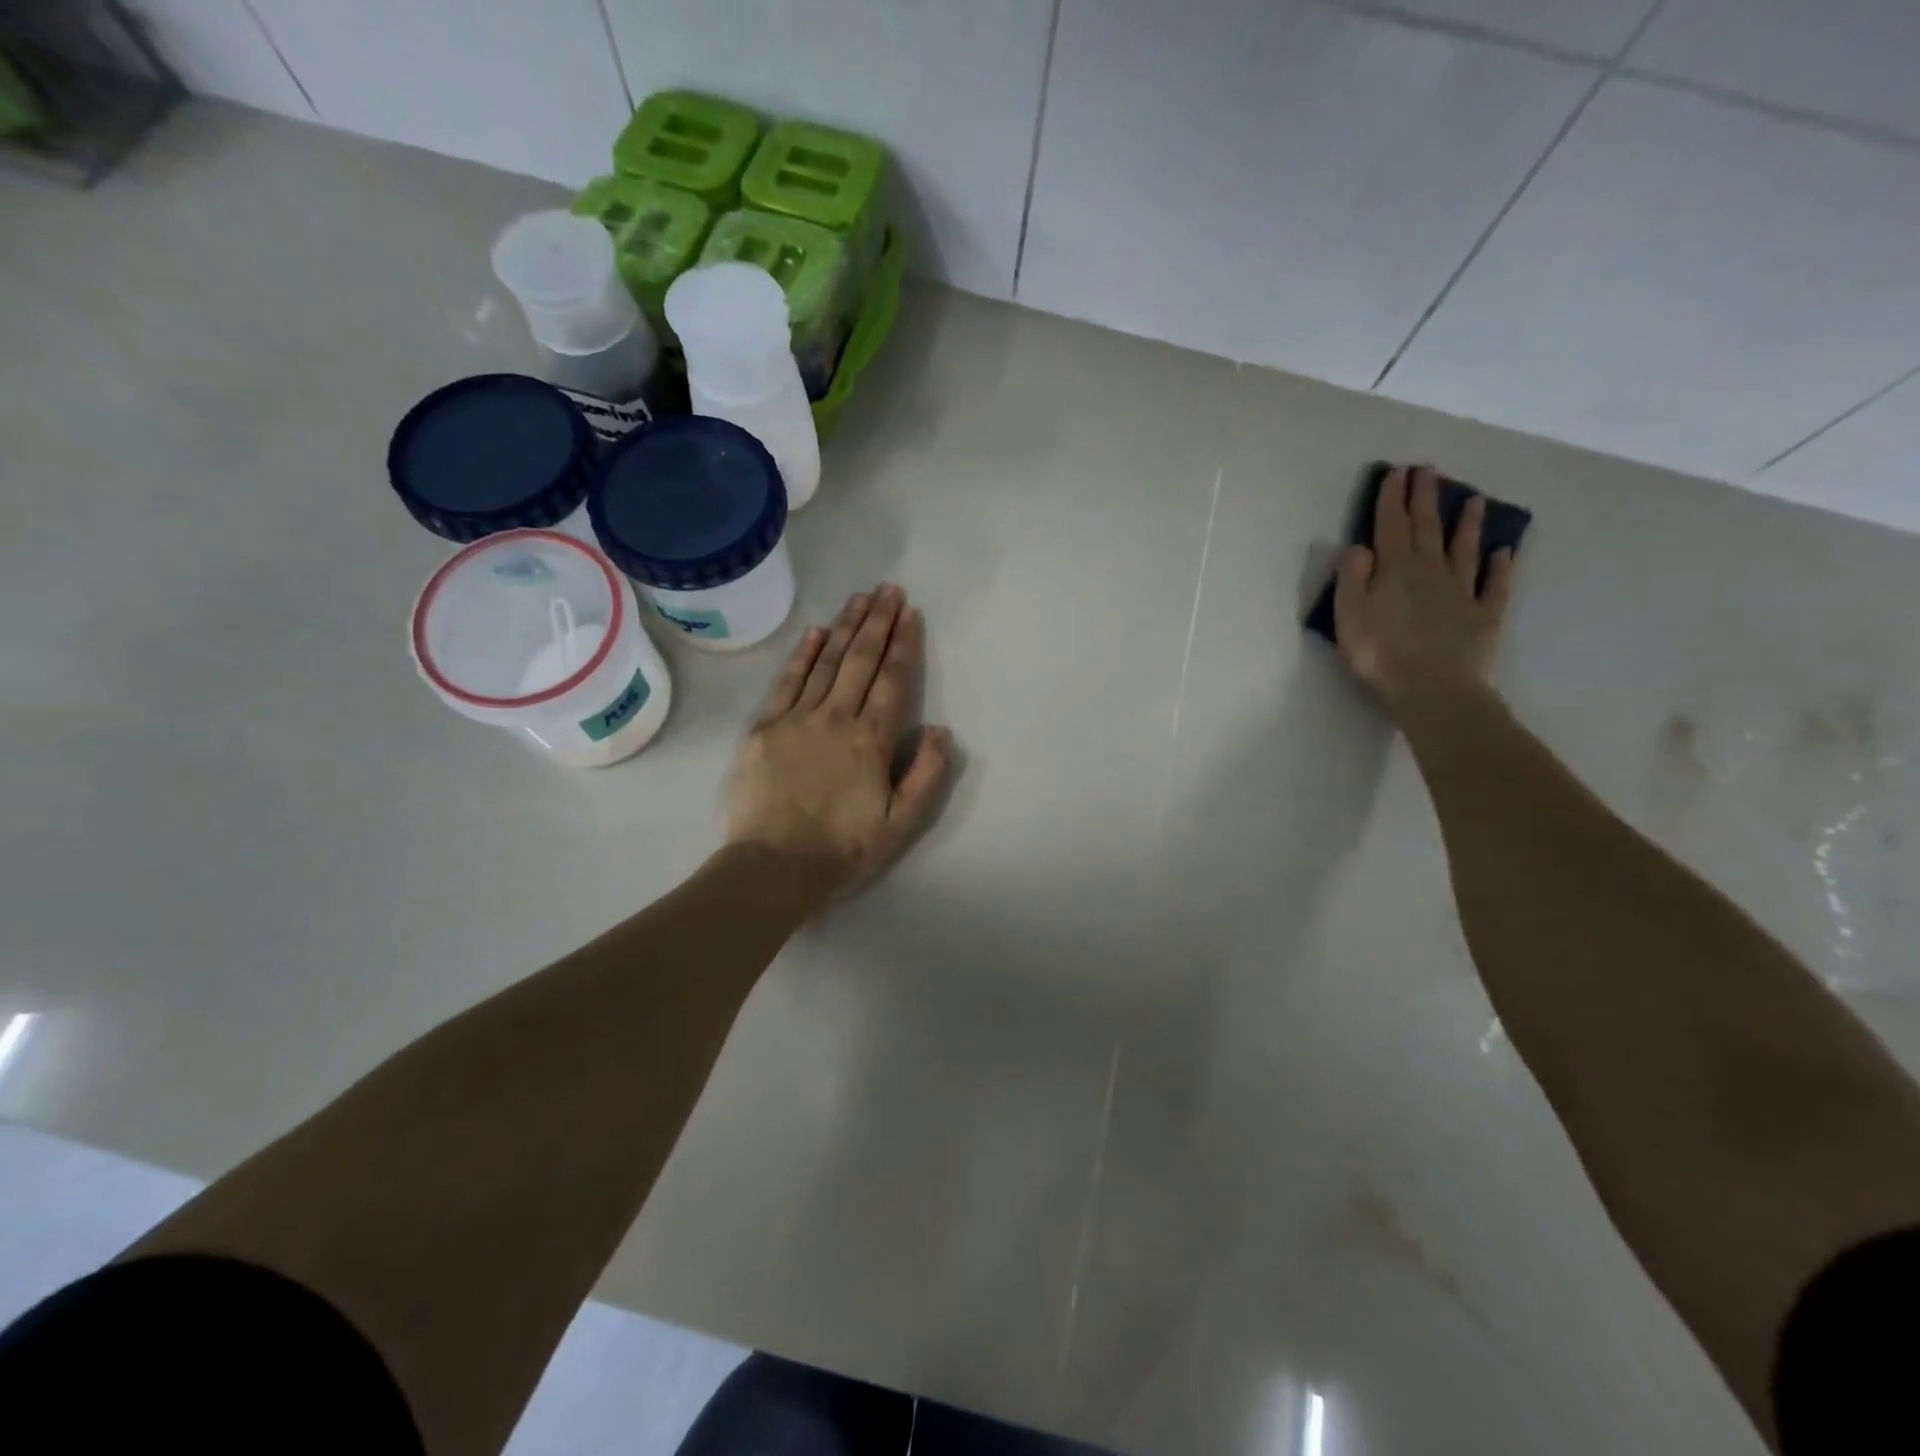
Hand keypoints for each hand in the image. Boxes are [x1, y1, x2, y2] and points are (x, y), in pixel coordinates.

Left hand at [726, 584, 953, 899]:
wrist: (773, 867)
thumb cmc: (843, 850)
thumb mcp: (901, 825)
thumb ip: (927, 776)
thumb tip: (941, 730)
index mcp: (871, 740)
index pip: (893, 681)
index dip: (904, 645)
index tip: (910, 613)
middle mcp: (836, 718)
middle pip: (861, 661)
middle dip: (878, 623)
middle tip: (888, 590)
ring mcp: (797, 719)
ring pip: (827, 663)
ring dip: (846, 628)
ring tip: (860, 598)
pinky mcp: (765, 728)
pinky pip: (788, 682)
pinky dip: (804, 654)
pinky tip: (816, 632)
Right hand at [1333, 465, 1517, 709]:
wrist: (1432, 688)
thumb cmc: (1379, 653)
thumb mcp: (1349, 615)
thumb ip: (1352, 577)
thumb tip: (1360, 546)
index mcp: (1395, 570)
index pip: (1391, 526)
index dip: (1392, 498)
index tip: (1397, 471)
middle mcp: (1431, 571)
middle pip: (1427, 528)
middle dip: (1425, 498)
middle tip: (1428, 471)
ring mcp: (1462, 592)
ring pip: (1464, 549)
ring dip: (1467, 524)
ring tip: (1474, 499)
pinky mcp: (1484, 614)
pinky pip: (1495, 584)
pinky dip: (1501, 566)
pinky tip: (1505, 551)